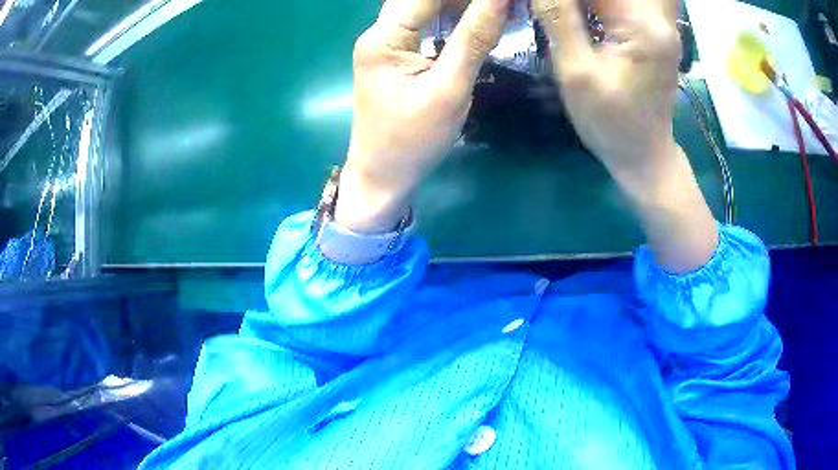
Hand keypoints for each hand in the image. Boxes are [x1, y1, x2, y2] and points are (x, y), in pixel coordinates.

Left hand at [336, 0, 509, 233]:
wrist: (383, 176)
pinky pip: (426, 24)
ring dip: (461, 5)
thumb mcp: (449, 89)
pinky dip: (453, 19)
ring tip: (498, 9)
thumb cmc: (413, 141)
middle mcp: (379, 33)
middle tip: (502, 5)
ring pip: (425, 8)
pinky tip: (480, 20)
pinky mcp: (396, 55)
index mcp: (384, 38)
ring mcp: (386, 43)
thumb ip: (474, 38)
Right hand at [533, 0, 681, 187]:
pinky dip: (597, 7)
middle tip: (557, 12)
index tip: (545, 5)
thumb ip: (559, 19)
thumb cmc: (610, 123)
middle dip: (576, 0)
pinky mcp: (655, 34)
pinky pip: (622, 5)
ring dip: (588, 4)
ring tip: (565, 14)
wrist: (645, 156)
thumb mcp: (576, 73)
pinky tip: (580, 16)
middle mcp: (659, 19)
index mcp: (644, 26)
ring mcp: (661, 26)